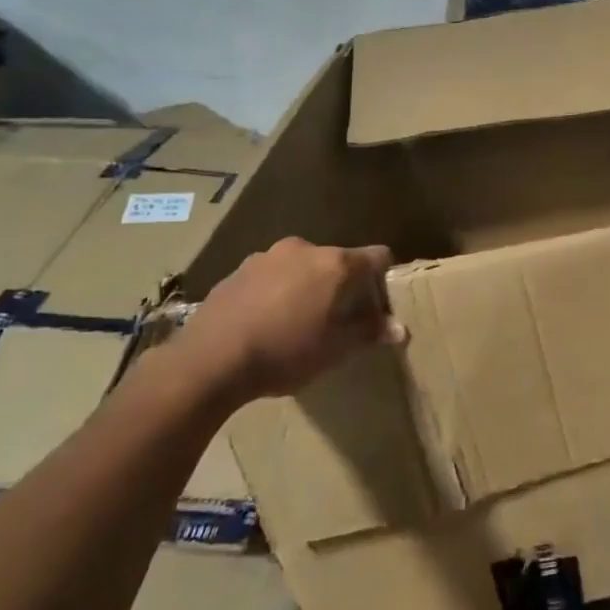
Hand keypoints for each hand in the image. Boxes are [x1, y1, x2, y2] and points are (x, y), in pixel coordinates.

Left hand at [176, 237, 403, 401]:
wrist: (209, 360)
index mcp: (336, 263)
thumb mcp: (335, 349)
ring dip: (306, 286)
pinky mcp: (238, 270)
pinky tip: (264, 322)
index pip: (378, 256)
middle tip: (336, 319)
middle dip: (341, 285)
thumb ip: (369, 332)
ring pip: (301, 267)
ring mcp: (267, 256)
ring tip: (295, 322)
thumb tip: (400, 328)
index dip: (383, 278)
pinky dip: (276, 292)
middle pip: (337, 261)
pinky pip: (271, 276)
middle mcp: (305, 249)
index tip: (377, 304)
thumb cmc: (285, 352)